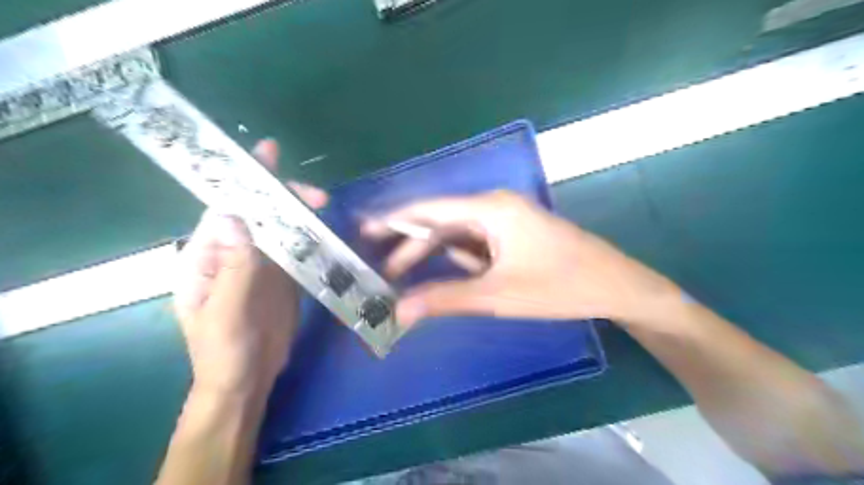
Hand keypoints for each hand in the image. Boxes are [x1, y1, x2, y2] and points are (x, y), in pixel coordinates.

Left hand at [171, 139, 328, 395]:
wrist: (246, 382)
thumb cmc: (224, 353)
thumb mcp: (226, 313)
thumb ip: (234, 267)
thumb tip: (236, 217)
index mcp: (207, 257)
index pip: (227, 209)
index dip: (247, 182)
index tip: (270, 154)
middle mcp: (233, 254)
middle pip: (259, 215)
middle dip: (284, 199)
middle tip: (317, 197)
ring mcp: (260, 266)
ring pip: (280, 229)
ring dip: (301, 216)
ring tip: (324, 206)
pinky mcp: (282, 278)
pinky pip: (296, 250)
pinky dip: (310, 238)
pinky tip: (325, 231)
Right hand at [366, 190, 682, 324]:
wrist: (615, 286)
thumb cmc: (559, 286)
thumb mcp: (497, 295)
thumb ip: (445, 299)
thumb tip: (399, 312)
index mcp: (490, 209)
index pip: (430, 209)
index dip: (395, 219)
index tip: (365, 229)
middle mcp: (494, 207)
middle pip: (441, 222)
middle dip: (411, 245)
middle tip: (380, 269)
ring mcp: (506, 221)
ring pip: (457, 235)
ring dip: (432, 255)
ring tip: (400, 276)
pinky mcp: (513, 236)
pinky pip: (476, 244)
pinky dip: (457, 260)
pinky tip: (443, 277)